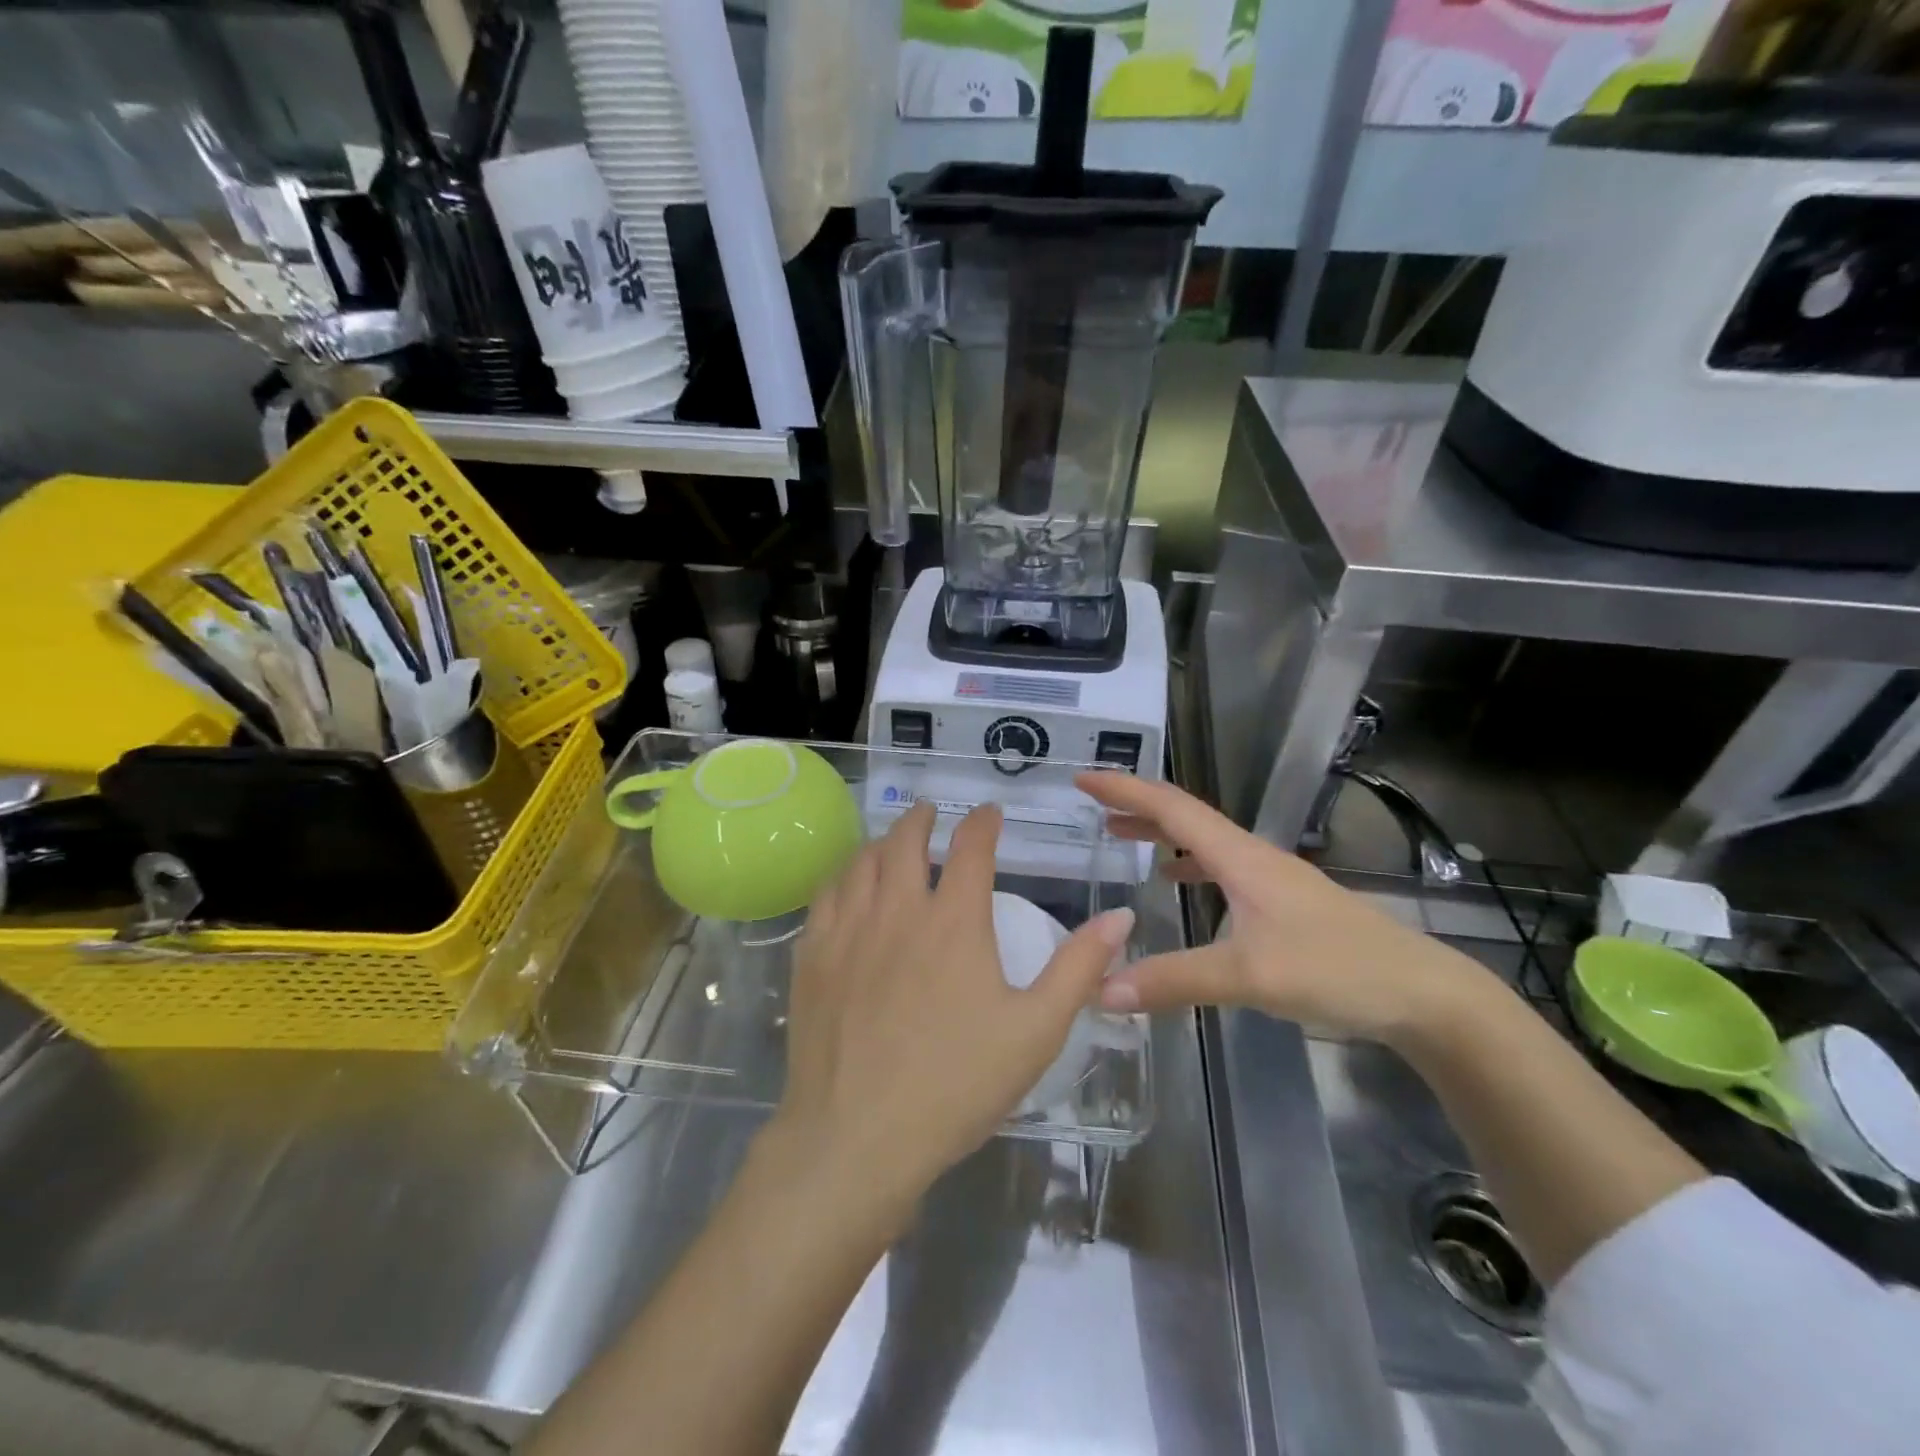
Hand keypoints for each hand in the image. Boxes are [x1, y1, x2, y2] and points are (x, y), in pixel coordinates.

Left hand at [774, 801, 1133, 1207]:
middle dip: (921, 819)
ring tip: (890, 843)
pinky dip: (842, 878)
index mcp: (953, 920)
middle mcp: (897, 909)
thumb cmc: (956, 1085)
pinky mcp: (812, 957)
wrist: (857, 1138)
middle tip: (931, 814)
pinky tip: (846, 888)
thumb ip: (1079, 967)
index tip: (990, 813)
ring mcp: (848, 931)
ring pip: (860, 862)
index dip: (983, 822)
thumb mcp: (1036, 1030)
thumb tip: (1120, 916)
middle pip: (904, 841)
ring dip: (880, 842)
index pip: (971, 847)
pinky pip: (825, 896)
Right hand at [1076, 773, 1486, 1045]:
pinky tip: (1178, 883)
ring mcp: (1272, 878)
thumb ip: (1174, 981)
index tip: (1084, 779)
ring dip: (1160, 833)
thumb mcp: (1249, 977)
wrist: (1422, 993)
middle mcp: (1253, 857)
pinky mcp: (1284, 902)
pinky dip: (1188, 864)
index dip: (1125, 790)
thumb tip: (1102, 991)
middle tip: (1094, 808)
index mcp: (1241, 857)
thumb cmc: (1337, 970)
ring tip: (1122, 838)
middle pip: (1186, 816)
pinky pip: (1221, 868)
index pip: (1172, 808)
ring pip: (1204, 841)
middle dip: (1137, 806)